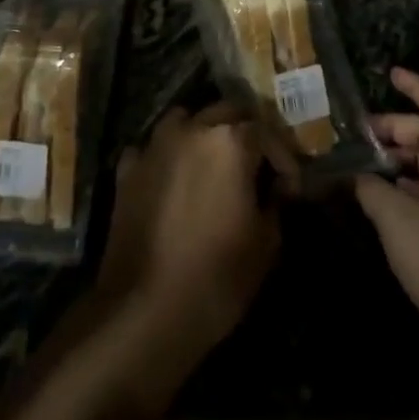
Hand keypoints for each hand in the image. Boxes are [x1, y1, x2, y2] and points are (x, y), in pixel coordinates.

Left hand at [96, 104, 279, 364]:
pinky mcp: (127, 167)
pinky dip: (167, 157)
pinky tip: (173, 181)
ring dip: (203, 134)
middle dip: (245, 134)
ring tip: (214, 165)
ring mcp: (154, 145)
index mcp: (230, 141)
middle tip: (256, 167)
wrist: (145, 306)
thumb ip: (275, 204)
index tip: (290, 188)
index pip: (266, 132)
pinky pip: (153, 148)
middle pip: (225, 112)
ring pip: (185, 120)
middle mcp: (191, 129)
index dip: (283, 159)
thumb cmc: (217, 275)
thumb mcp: (265, 244)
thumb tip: (276, 189)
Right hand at [355, 68, 418, 348]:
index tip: (390, 74)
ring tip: (368, 172)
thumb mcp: (397, 222)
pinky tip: (392, 212)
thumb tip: (356, 176)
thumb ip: (371, 191)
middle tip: (361, 138)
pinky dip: (415, 193)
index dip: (416, 85)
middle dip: (397, 131)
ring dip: (404, 164)